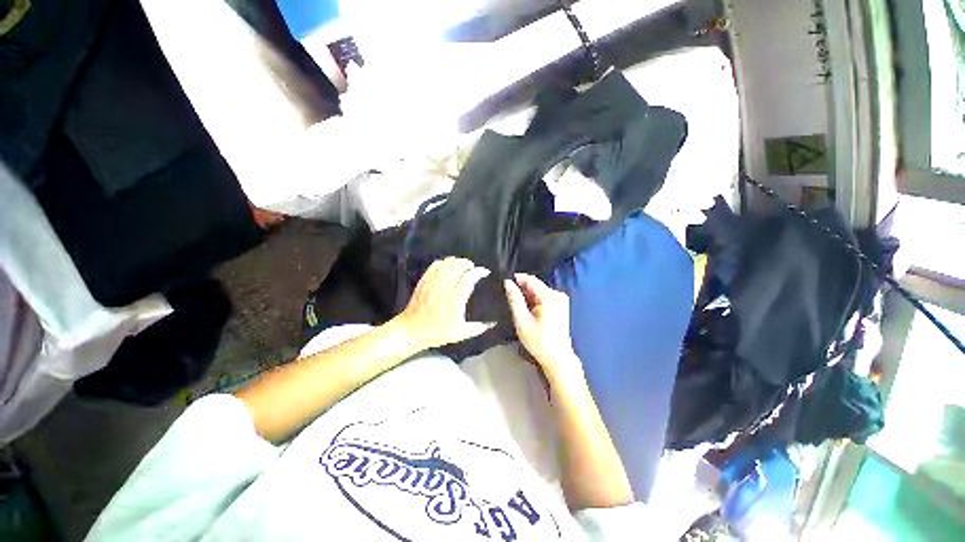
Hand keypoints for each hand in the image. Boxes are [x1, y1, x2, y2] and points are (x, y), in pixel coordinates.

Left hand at [395, 258, 493, 350]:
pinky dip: (442, 262)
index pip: (468, 280)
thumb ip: (477, 328)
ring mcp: (432, 284)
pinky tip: (447, 263)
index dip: (478, 273)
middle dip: (466, 263)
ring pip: (445, 265)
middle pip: (456, 268)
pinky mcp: (423, 282)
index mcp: (454, 301)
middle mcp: (443, 289)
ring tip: (462, 263)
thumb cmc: (437, 333)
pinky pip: (434, 267)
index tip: (484, 272)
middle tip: (473, 266)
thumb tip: (492, 323)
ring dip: (455, 261)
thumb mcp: (460, 334)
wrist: (411, 331)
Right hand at [504, 273, 582, 380]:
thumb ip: (514, 299)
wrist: (557, 358)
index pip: (530, 279)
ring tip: (517, 305)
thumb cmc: (538, 341)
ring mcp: (561, 299)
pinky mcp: (561, 305)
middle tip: (509, 297)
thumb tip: (507, 282)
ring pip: (539, 290)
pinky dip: (534, 300)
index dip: (516, 279)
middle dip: (522, 289)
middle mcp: (557, 294)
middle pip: (535, 284)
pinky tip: (528, 310)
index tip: (504, 283)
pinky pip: (544, 296)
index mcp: (549, 296)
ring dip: (527, 295)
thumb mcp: (522, 320)